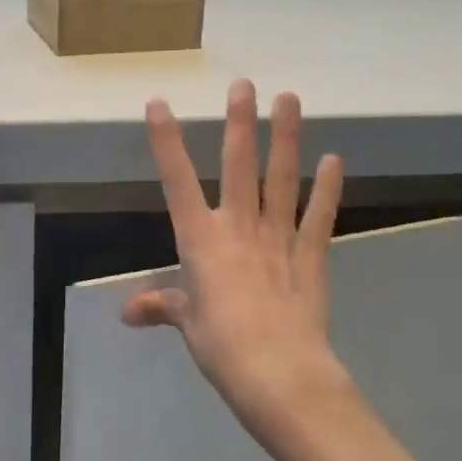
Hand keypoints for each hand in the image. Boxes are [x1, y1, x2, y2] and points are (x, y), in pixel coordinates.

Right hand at [122, 81, 358, 454]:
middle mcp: (238, 228)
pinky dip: (327, 188)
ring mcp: (279, 238)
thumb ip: (162, 307)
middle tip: (244, 84)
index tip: (160, 104)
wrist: (281, 376)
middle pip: (238, 167)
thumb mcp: (187, 325)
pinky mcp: (311, 256)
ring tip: (290, 99)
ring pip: (280, 179)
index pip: (177, 182)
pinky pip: (318, 216)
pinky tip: (334, 159)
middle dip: (239, 123)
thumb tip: (127, 314)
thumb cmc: (222, 349)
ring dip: (285, 138)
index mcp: (201, 241)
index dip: (167, 142)